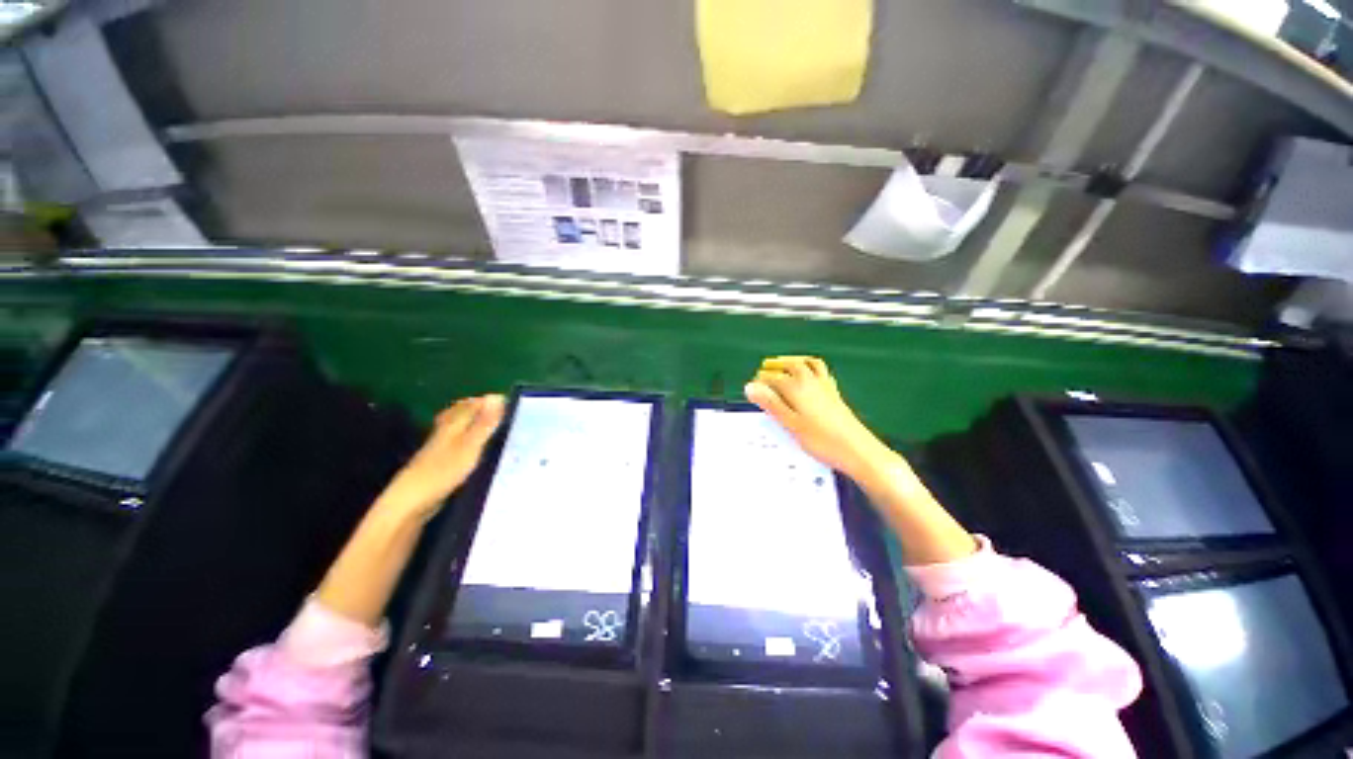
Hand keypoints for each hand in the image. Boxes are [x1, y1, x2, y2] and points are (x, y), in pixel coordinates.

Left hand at [374, 394, 506, 521]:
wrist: (412, 501)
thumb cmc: (444, 470)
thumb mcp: (470, 445)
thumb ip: (484, 423)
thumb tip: (497, 397)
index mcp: (453, 424)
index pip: (471, 404)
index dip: (489, 401)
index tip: (509, 401)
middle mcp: (445, 431)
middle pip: (461, 413)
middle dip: (479, 409)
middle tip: (500, 411)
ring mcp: (440, 447)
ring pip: (458, 428)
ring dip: (473, 423)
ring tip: (491, 426)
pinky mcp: (439, 462)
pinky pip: (457, 443)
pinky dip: (468, 439)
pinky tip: (476, 448)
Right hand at [745, 356, 894, 479]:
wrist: (858, 450)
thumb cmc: (823, 440)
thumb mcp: (790, 424)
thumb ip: (771, 404)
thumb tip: (751, 388)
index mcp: (798, 389)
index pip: (774, 378)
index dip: (761, 381)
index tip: (752, 386)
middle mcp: (812, 383)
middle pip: (791, 366)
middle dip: (776, 366)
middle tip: (765, 368)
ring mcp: (825, 387)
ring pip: (807, 365)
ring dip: (794, 361)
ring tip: (785, 363)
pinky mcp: (835, 394)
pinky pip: (821, 371)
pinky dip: (811, 367)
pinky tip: (811, 374)